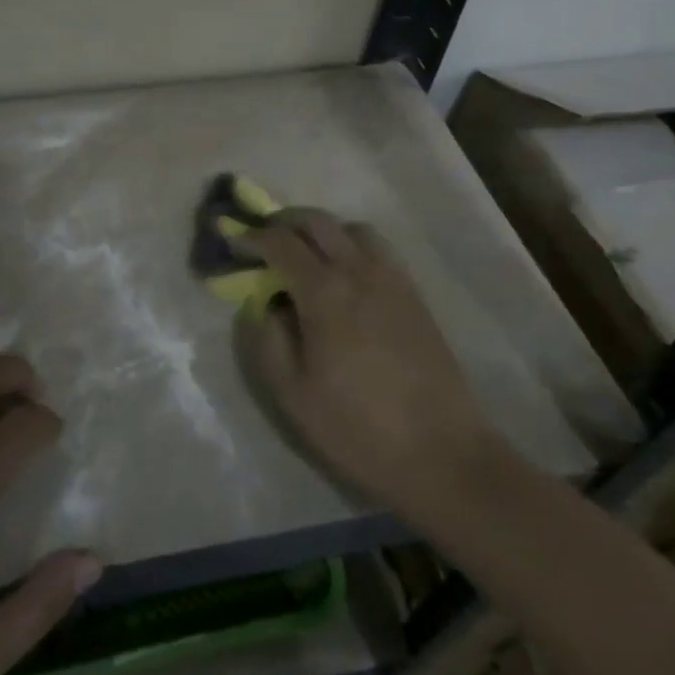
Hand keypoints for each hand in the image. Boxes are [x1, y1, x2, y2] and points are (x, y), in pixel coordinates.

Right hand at [236, 209, 498, 526]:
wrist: (442, 454)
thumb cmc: (358, 428)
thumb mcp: (292, 394)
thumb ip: (268, 339)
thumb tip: (263, 303)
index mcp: (324, 292)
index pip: (280, 242)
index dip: (250, 237)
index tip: (232, 242)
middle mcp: (359, 271)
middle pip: (316, 221)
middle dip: (283, 222)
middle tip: (262, 240)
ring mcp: (392, 279)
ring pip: (351, 228)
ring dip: (321, 230)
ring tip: (306, 254)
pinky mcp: (414, 294)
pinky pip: (378, 248)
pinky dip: (351, 244)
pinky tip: (345, 274)